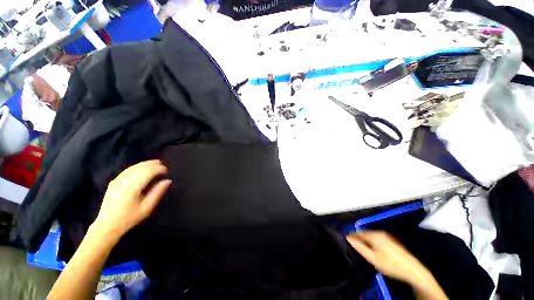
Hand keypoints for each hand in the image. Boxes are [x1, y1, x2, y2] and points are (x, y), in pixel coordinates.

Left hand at [93, 160, 171, 238]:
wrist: (107, 225)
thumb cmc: (129, 218)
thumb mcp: (147, 208)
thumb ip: (158, 192)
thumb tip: (168, 181)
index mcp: (132, 187)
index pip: (148, 171)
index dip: (159, 169)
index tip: (167, 171)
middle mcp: (124, 181)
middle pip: (141, 167)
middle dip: (153, 164)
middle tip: (163, 166)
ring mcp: (117, 180)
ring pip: (133, 167)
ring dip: (146, 164)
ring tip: (156, 163)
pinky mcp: (114, 182)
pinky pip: (127, 170)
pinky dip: (137, 167)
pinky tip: (142, 168)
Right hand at [347, 231, 430, 284]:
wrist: (413, 271)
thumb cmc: (391, 265)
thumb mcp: (373, 258)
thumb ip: (360, 247)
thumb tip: (349, 238)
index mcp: (375, 235)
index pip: (358, 233)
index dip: (352, 236)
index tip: (346, 240)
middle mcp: (380, 234)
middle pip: (365, 234)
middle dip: (359, 238)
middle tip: (353, 245)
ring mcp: (387, 237)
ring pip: (371, 237)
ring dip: (365, 241)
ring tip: (362, 249)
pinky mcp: (392, 242)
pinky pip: (377, 240)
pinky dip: (372, 243)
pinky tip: (373, 251)